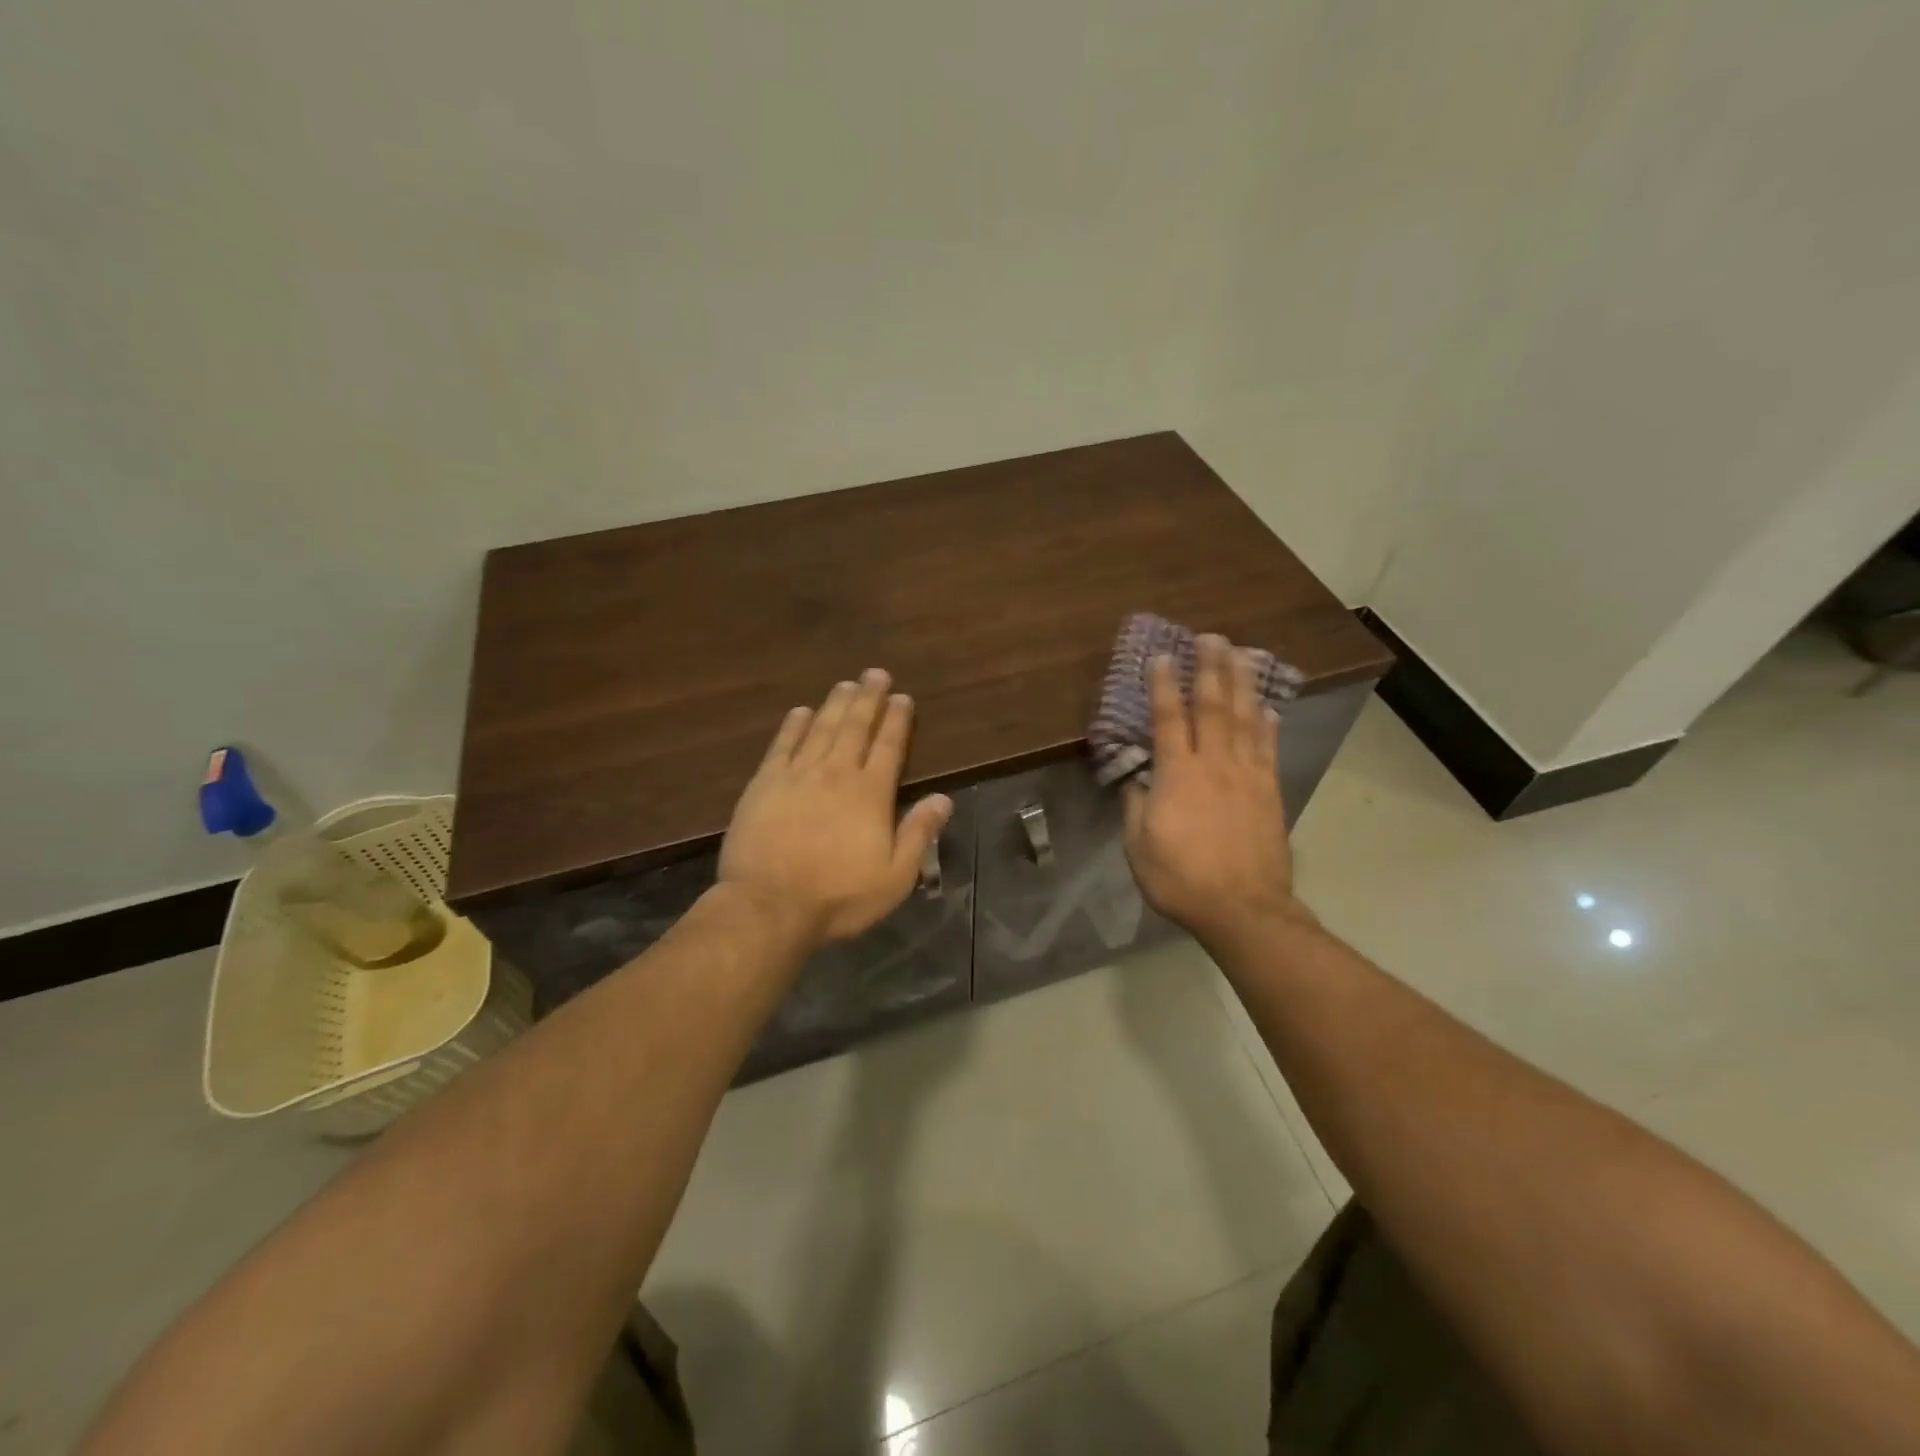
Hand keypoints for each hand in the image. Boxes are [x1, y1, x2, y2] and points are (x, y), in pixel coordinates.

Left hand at [718, 669, 952, 946]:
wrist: (769, 905)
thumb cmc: (838, 897)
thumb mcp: (895, 877)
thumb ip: (919, 833)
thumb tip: (943, 798)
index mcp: (870, 794)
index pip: (888, 746)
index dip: (896, 720)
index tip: (902, 697)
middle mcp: (836, 773)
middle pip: (855, 727)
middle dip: (868, 699)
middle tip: (875, 674)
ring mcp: (797, 775)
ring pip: (821, 729)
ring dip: (835, 704)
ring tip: (846, 684)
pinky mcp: (764, 784)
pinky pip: (782, 745)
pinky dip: (793, 726)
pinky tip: (800, 711)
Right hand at [1122, 636, 1305, 940]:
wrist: (1243, 909)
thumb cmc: (1181, 879)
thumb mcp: (1138, 847)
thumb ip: (1136, 806)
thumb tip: (1137, 778)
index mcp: (1177, 775)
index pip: (1168, 719)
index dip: (1164, 685)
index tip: (1161, 656)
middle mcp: (1214, 764)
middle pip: (1213, 706)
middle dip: (1210, 668)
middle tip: (1210, 636)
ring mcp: (1247, 775)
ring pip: (1245, 719)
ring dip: (1242, 683)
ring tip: (1241, 653)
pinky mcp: (1270, 791)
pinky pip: (1268, 749)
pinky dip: (1267, 724)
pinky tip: (1267, 707)